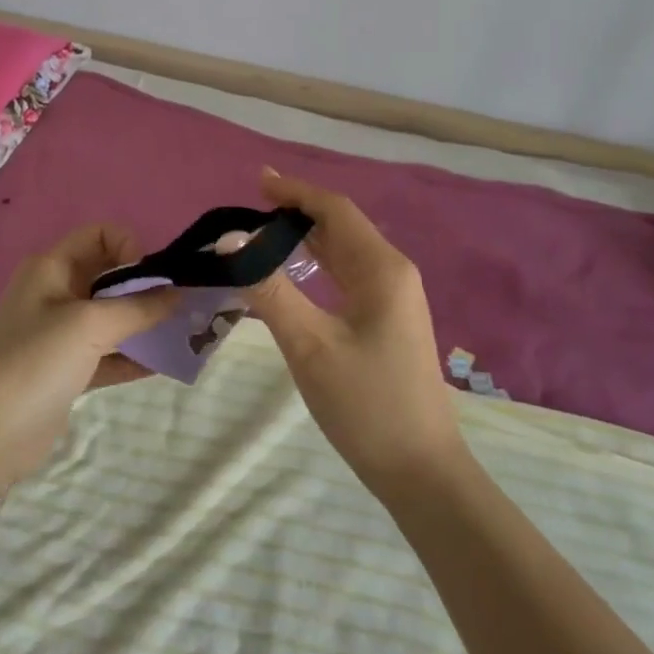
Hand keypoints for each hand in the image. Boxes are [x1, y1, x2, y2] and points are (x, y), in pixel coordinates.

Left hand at [0, 226, 175, 490]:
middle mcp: (54, 292)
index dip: (130, 248)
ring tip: (181, 335)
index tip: (151, 280)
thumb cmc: (35, 362)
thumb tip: (177, 293)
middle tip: (179, 307)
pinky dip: (131, 355)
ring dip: (143, 323)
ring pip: (110, 317)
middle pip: (108, 276)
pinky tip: (162, 364)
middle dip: (145, 287)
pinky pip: (106, 353)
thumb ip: (138, 307)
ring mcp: (58, 334)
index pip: (100, 235)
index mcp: (51, 267)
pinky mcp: (64, 371)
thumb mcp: (90, 325)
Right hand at [246, 170, 465, 494]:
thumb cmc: (366, 405)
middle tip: (253, 205)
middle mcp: (393, 273)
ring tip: (266, 231)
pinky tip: (297, 272)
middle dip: (299, 210)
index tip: (258, 180)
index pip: (335, 210)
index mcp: (382, 269)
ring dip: (308, 236)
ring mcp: (395, 298)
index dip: (296, 191)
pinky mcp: (389, 320)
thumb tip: (232, 240)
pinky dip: (319, 263)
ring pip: (346, 251)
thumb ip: (270, 290)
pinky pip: (350, 274)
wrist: (422, 472)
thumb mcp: (310, 346)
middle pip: (342, 226)